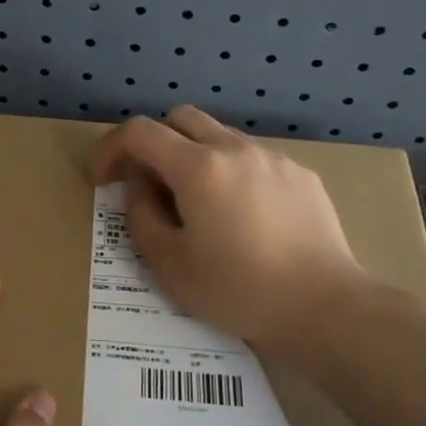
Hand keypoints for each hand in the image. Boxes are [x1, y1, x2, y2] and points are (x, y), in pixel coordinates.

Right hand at [90, 106, 368, 353]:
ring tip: (197, 206)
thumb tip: (138, 187)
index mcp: (199, 167)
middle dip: (153, 144)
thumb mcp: (169, 264)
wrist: (323, 307)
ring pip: (219, 136)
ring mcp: (274, 159)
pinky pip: (252, 160)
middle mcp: (236, 149)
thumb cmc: (237, 289)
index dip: (110, 149)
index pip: (139, 132)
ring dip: (194, 157)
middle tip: (148, 187)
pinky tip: (242, 218)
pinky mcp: (301, 176)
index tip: (102, 180)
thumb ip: (141, 215)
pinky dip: (231, 174)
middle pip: (180, 119)